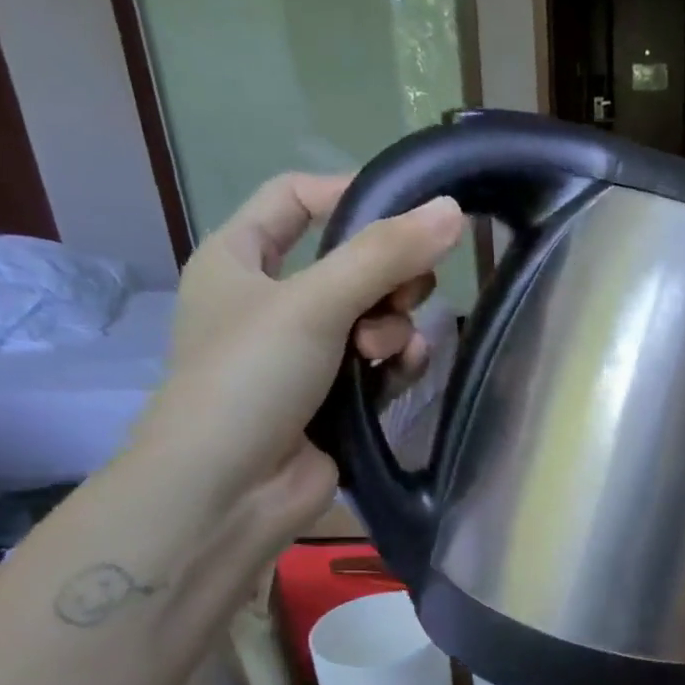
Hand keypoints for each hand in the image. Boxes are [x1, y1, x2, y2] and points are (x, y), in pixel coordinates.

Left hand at [131, 173, 463, 538]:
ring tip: (382, 352)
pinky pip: (380, 364)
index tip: (407, 207)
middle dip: (386, 277)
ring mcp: (307, 354)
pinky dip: (396, 364)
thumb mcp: (313, 302)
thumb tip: (453, 210)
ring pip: (373, 317)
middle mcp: (273, 301)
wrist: (230, 491)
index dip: (348, 194)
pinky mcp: (336, 399)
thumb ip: (384, 255)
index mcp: (240, 259)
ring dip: (392, 327)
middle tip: (406, 293)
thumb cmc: (250, 377)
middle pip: (350, 262)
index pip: (295, 199)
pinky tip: (401, 372)